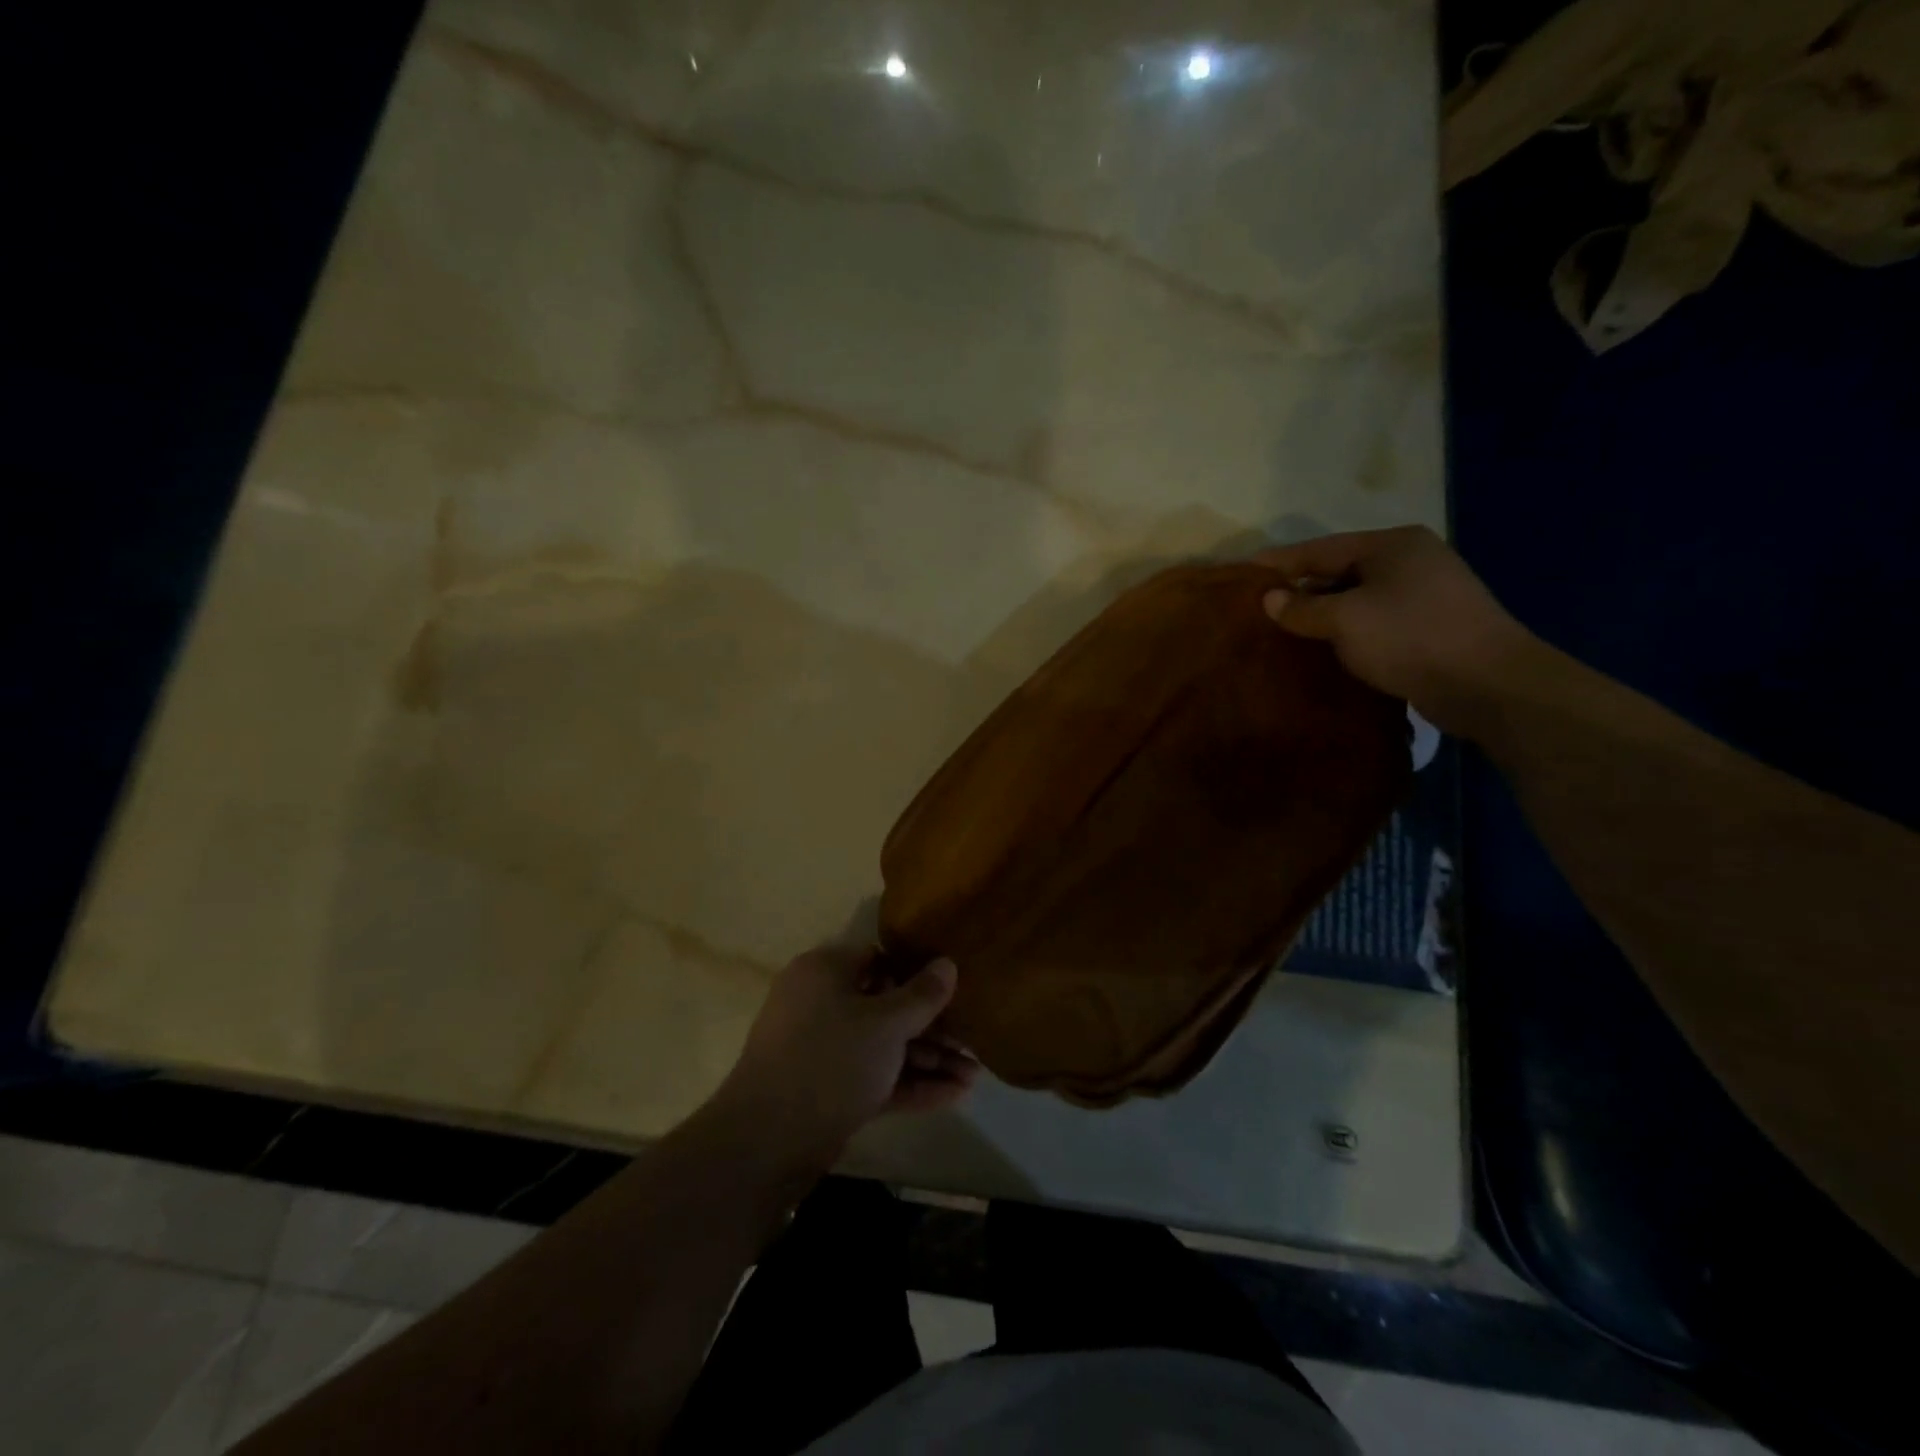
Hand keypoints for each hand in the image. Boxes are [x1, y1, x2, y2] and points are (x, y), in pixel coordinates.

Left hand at [705, 944, 979, 1172]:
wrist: (767, 1142)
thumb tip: (947, 963)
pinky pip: (874, 1076)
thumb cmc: (831, 1060)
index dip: (916, 973)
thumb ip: (922, 995)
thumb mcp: (886, 1023)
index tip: (953, 989)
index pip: (878, 959)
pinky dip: (908, 1084)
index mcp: (824, 972)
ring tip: (974, 1075)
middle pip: (885, 1007)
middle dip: (931, 1027)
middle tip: (972, 1042)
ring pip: (883, 1046)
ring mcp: (823, 1050)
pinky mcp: (827, 1090)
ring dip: (927, 1059)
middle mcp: (821, 1004)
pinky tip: (952, 1096)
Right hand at [1255, 526, 1535, 735]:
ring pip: (1357, 599)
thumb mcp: (1345, 620)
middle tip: (1258, 608)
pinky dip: (1347, 632)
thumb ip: (1302, 608)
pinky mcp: (1431, 627)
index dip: (1278, 562)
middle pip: (1339, 571)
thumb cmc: (1410, 637)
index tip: (1242, 572)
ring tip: (1284, 632)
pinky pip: (1375, 622)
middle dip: (1300, 590)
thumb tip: (1269, 599)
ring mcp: (1425, 593)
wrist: (1488, 684)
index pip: (1320, 549)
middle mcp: (1411, 560)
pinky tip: (1324, 649)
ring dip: (1323, 615)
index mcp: (1392, 544)